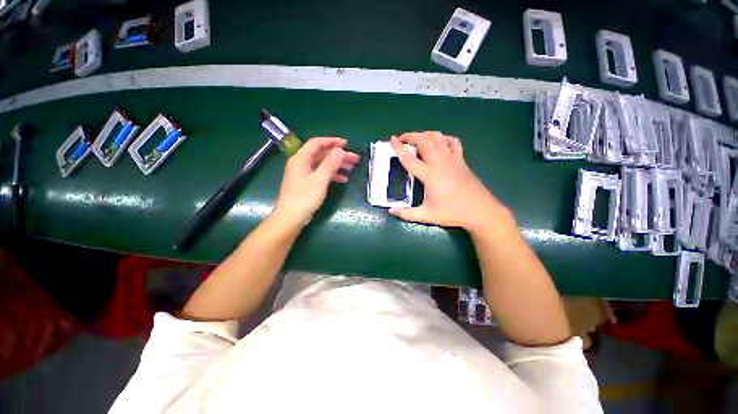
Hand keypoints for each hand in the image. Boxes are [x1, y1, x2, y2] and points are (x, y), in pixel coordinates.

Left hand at [274, 137, 359, 225]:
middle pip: (322, 154)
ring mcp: (304, 173)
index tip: (347, 144)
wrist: (291, 217)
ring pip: (323, 164)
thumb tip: (340, 150)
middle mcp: (301, 163)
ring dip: (337, 165)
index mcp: (301, 158)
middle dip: (339, 155)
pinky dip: (332, 175)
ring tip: (352, 168)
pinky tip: (343, 179)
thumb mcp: (320, 179)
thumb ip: (330, 163)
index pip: (317, 143)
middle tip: (354, 159)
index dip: (332, 141)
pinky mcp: (307, 183)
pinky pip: (321, 174)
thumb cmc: (304, 197)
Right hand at [389, 132, 514, 236]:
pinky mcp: (462, 160)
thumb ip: (407, 214)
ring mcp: (453, 159)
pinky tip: (439, 142)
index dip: (399, 148)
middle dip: (411, 136)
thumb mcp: (427, 216)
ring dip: (426, 134)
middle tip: (402, 139)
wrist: (481, 211)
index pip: (410, 159)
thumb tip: (391, 211)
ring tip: (417, 139)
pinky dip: (444, 138)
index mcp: (430, 175)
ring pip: (438, 137)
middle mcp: (441, 163)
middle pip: (424, 141)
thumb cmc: (453, 213)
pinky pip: (453, 142)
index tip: (392, 139)